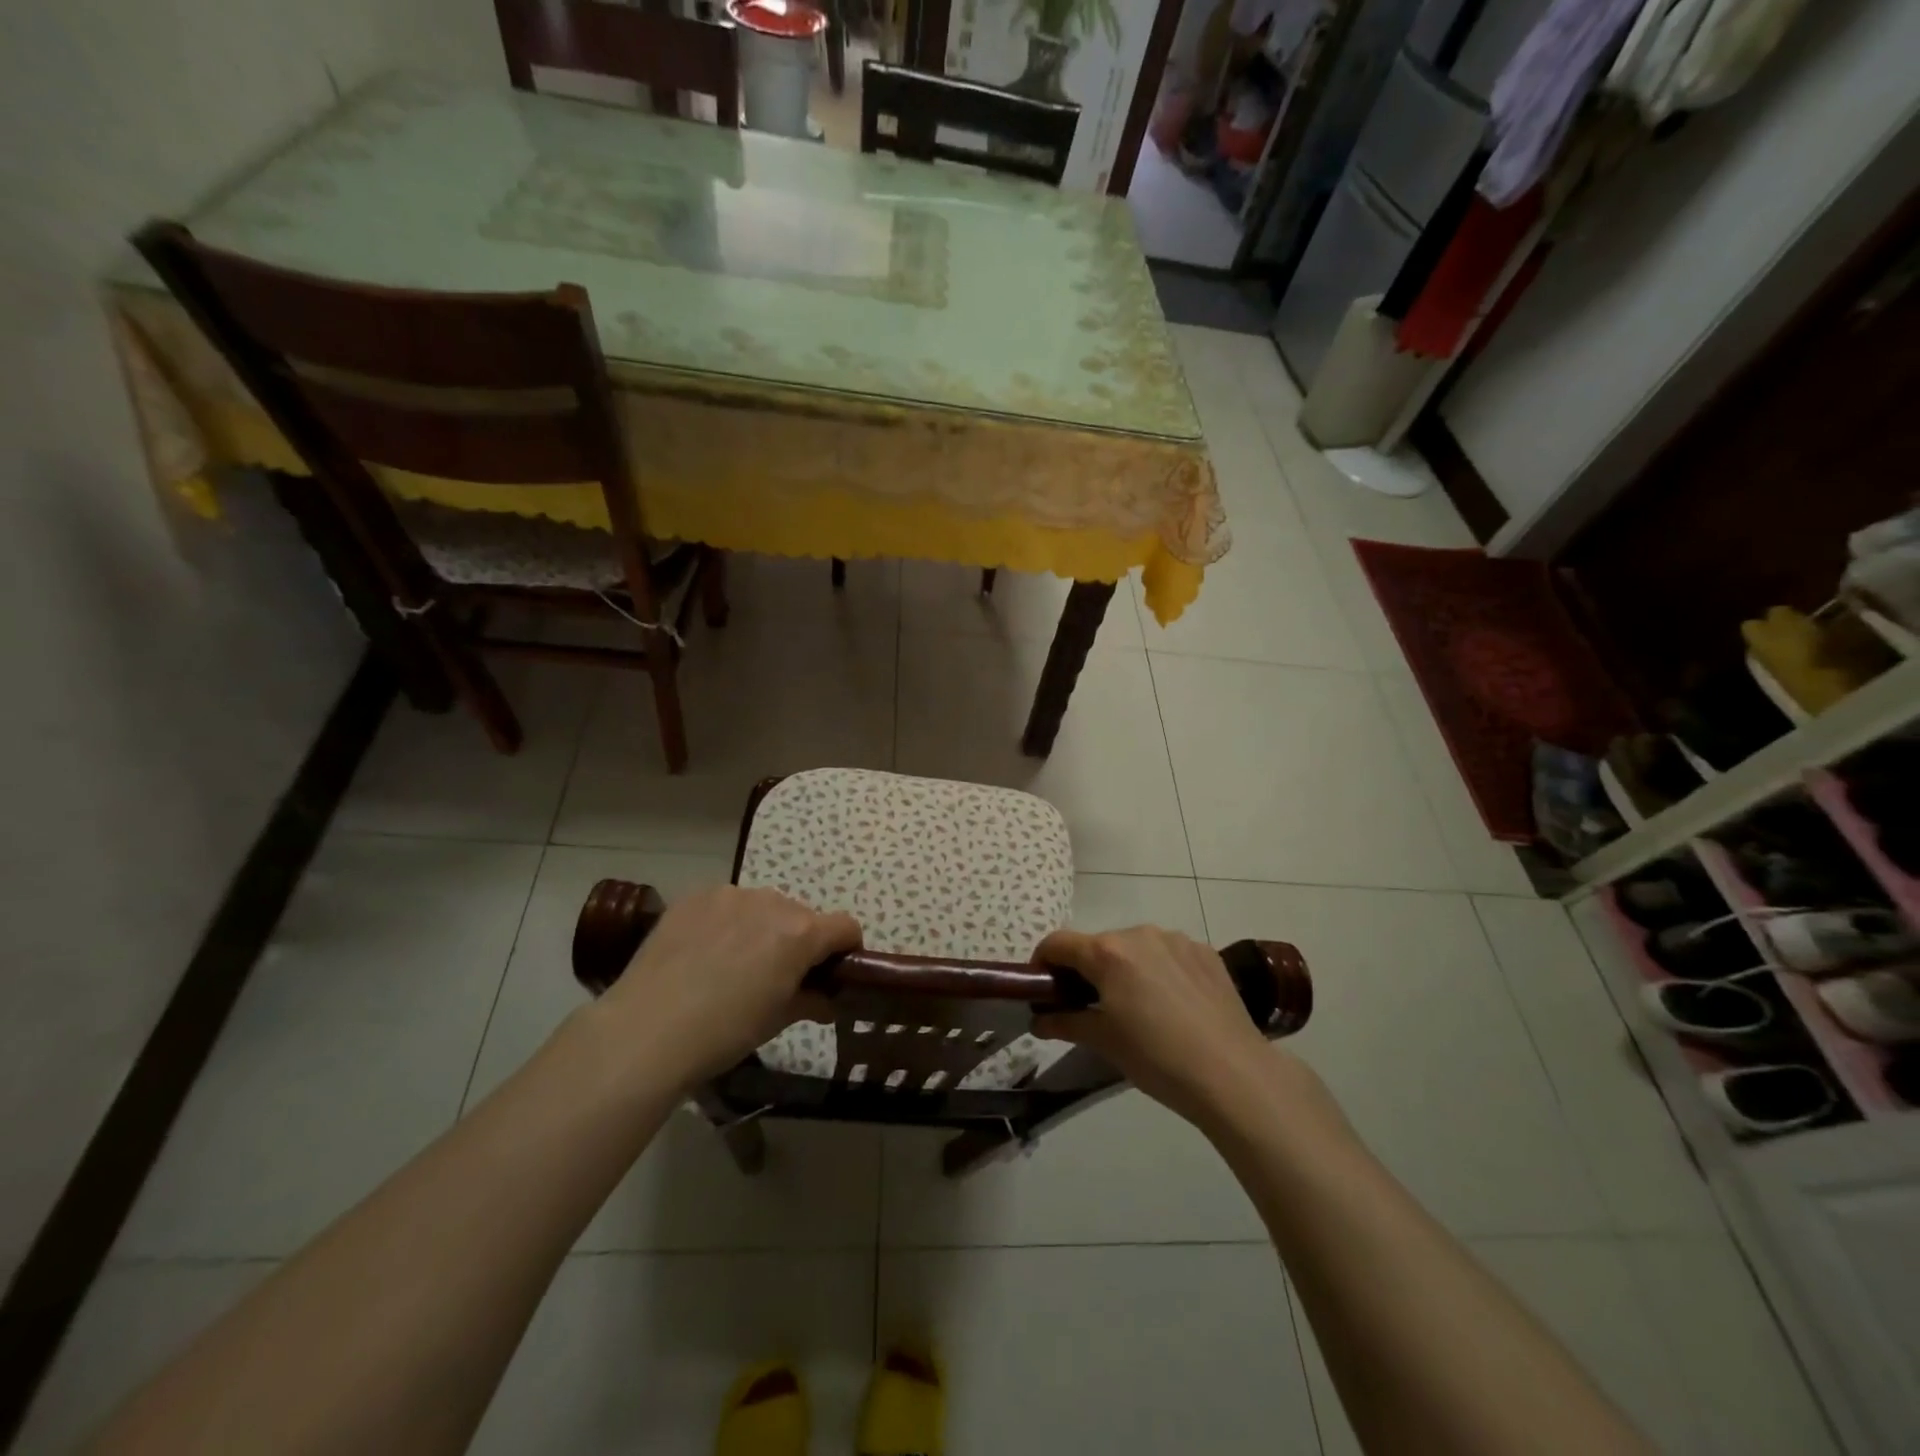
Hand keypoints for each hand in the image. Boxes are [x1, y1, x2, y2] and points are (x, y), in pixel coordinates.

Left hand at [596, 886, 859, 1089]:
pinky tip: (703, 953)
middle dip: (798, 941)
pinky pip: (726, 904)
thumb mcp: (777, 1020)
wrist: (646, 1031)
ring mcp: (730, 895)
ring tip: (733, 964)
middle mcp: (772, 902)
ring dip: (762, 928)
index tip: (832, 973)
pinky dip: (726, 922)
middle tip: (776, 976)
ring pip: (763, 907)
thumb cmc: (724, 1032)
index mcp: (801, 933)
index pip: (845, 927)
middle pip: (802, 916)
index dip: (846, 950)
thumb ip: (811, 1000)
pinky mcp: (694, 896)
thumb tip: (826, 1000)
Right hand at [1032, 926, 1284, 1128]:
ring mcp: (1176, 940)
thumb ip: (1065, 1023)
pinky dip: (1159, 971)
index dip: (1043, 963)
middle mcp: (1139, 934)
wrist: (1233, 1074)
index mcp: (1107, 952)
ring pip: (1135, 948)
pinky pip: (1168, 954)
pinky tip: (1173, 1006)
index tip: (1043, 988)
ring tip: (1138, 1008)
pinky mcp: (1205, 952)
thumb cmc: (1157, 1059)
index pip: (1058, 943)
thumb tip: (1038, 1019)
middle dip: (1087, 970)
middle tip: (1091, 1007)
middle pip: (1098, 945)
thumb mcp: (1104, 1043)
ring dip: (1125, 969)